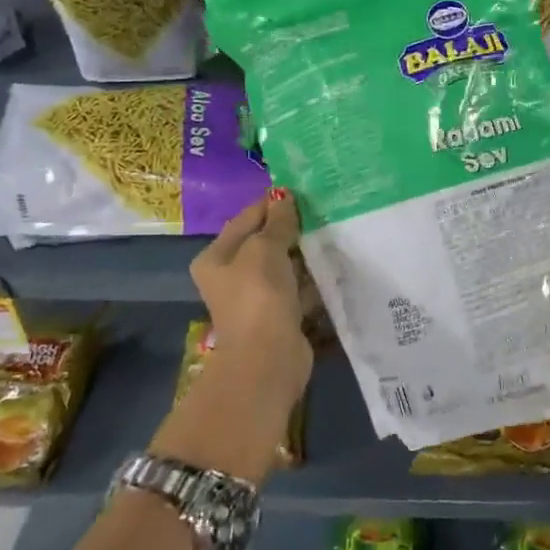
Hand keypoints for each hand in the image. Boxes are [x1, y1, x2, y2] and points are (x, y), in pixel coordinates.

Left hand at [189, 189, 312, 402]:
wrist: (268, 358)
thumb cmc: (258, 296)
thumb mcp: (265, 249)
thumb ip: (277, 222)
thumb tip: (284, 197)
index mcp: (216, 258)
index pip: (244, 220)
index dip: (270, 204)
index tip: (300, 191)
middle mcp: (232, 277)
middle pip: (264, 243)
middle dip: (291, 229)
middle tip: (321, 211)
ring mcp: (256, 298)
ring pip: (284, 266)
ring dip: (304, 254)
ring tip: (332, 233)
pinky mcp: (280, 315)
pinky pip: (298, 288)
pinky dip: (312, 279)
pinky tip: (333, 265)